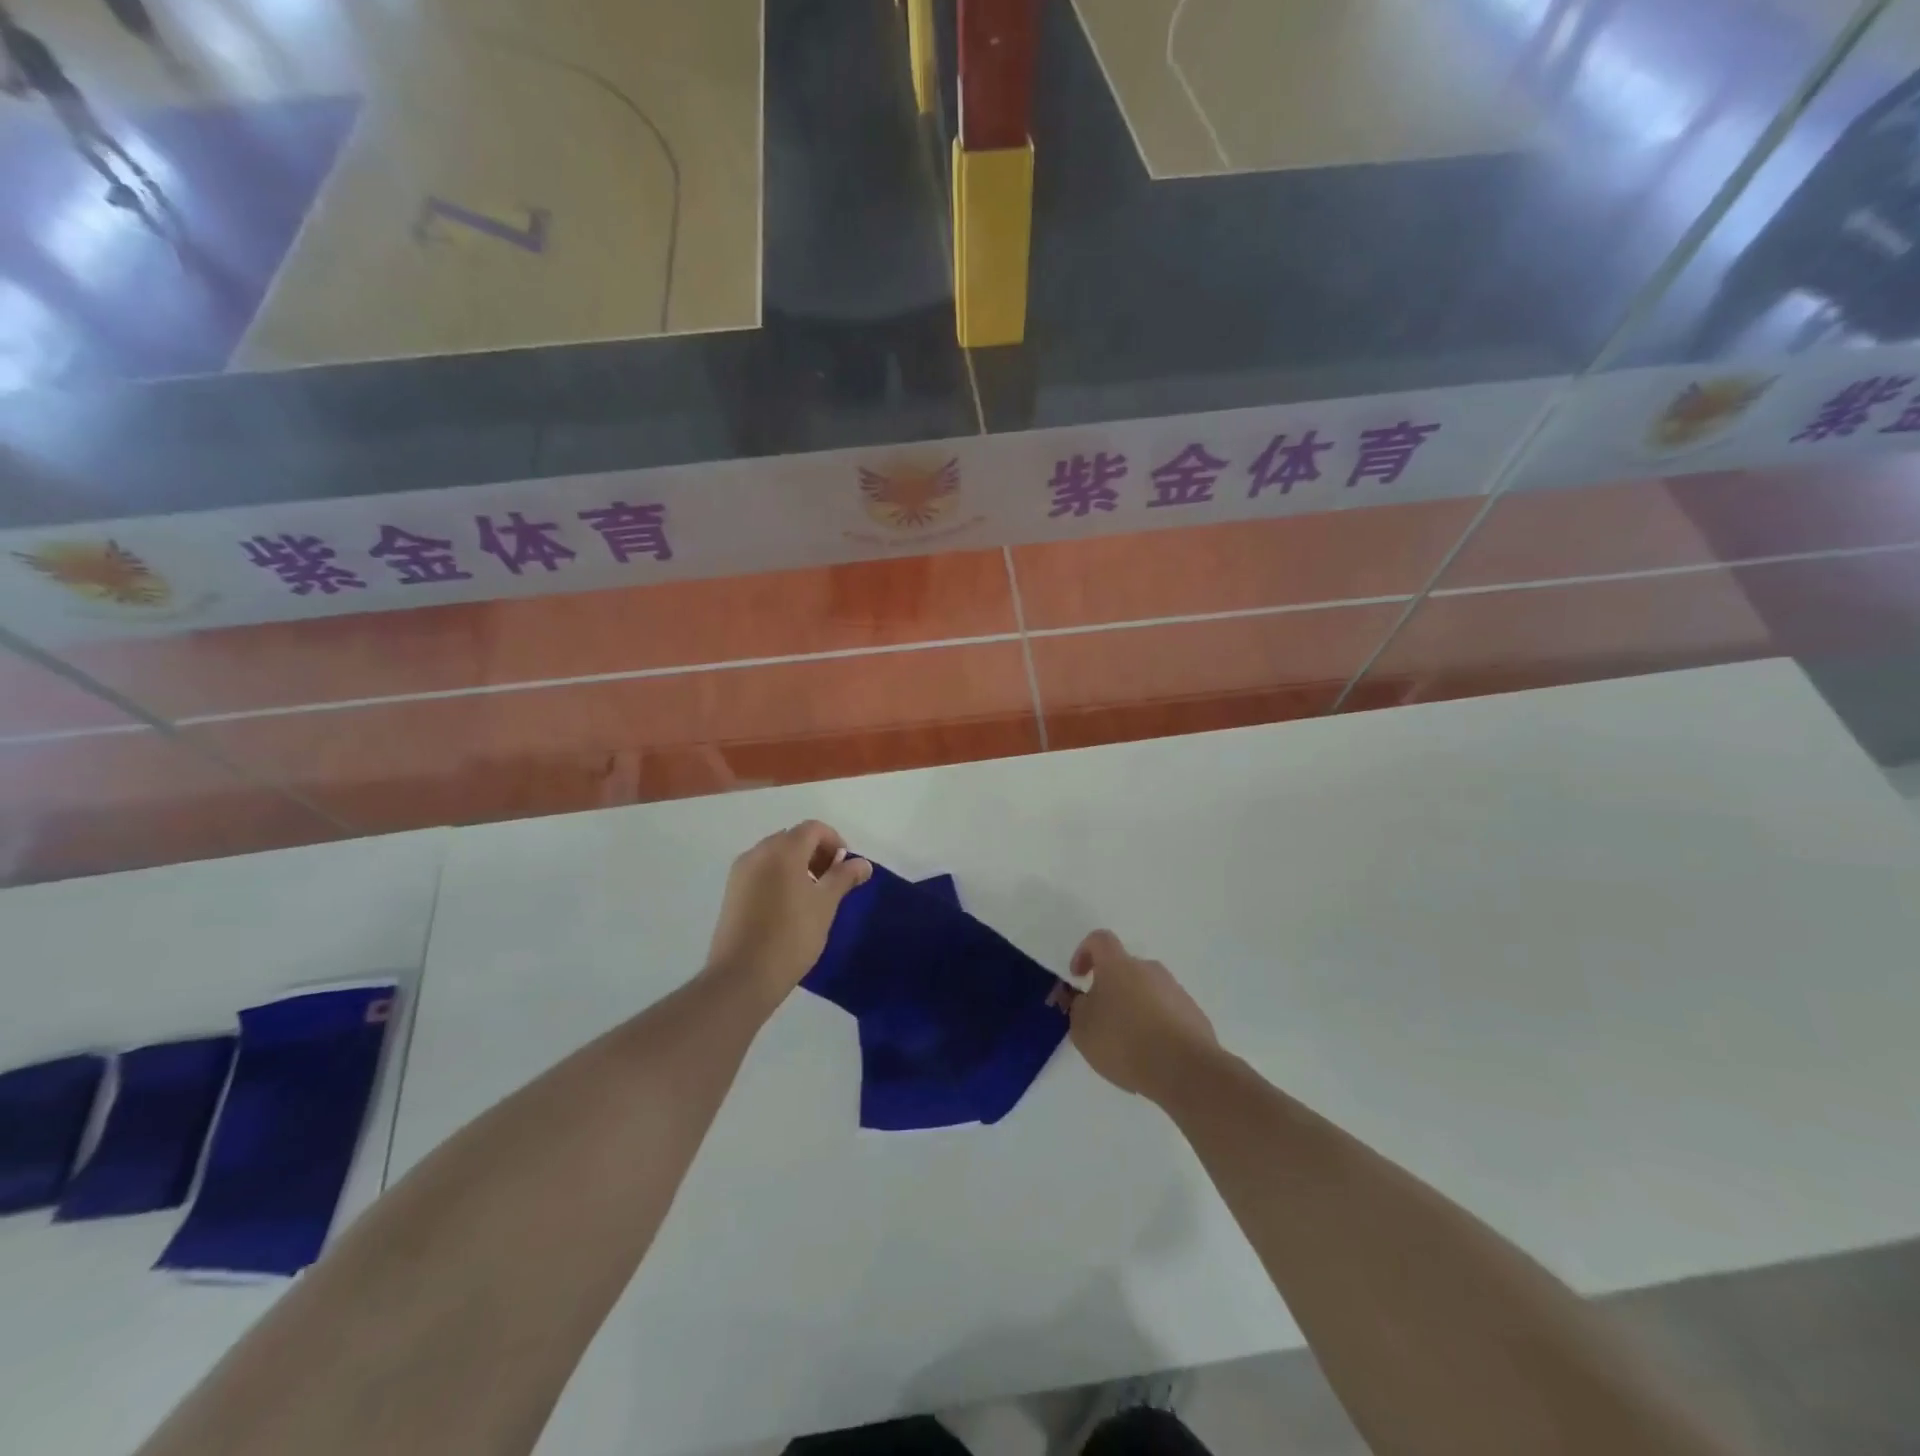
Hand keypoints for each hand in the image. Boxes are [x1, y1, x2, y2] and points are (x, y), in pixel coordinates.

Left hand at [705, 821, 870, 1006]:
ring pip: (776, 855)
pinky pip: (761, 871)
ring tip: (811, 897)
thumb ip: (844, 877)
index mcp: (783, 849)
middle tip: (832, 882)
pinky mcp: (731, 892)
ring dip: (798, 865)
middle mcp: (758, 852)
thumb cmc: (791, 936)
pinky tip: (788, 907)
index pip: (814, 829)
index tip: (845, 870)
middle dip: (817, 853)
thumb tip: (862, 863)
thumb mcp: (825, 905)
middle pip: (793, 838)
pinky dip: (779, 877)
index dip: (835, 842)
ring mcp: (740, 872)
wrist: (742, 976)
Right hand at [1065, 930, 1217, 1101]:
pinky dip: (1156, 1026)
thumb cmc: (1124, 1041)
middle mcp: (1149, 969)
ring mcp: (1175, 990)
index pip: (1100, 940)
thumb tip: (1087, 1000)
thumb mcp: (1082, 1029)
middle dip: (1112, 989)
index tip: (1078, 978)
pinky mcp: (1194, 1015)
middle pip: (1126, 969)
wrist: (1184, 1069)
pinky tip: (1152, 1055)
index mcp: (1118, 965)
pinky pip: (1167, 1013)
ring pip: (1147, 992)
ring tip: (1129, 1044)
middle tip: (1103, 1020)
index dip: (1084, 952)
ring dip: (1135, 1009)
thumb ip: (1078, 1008)